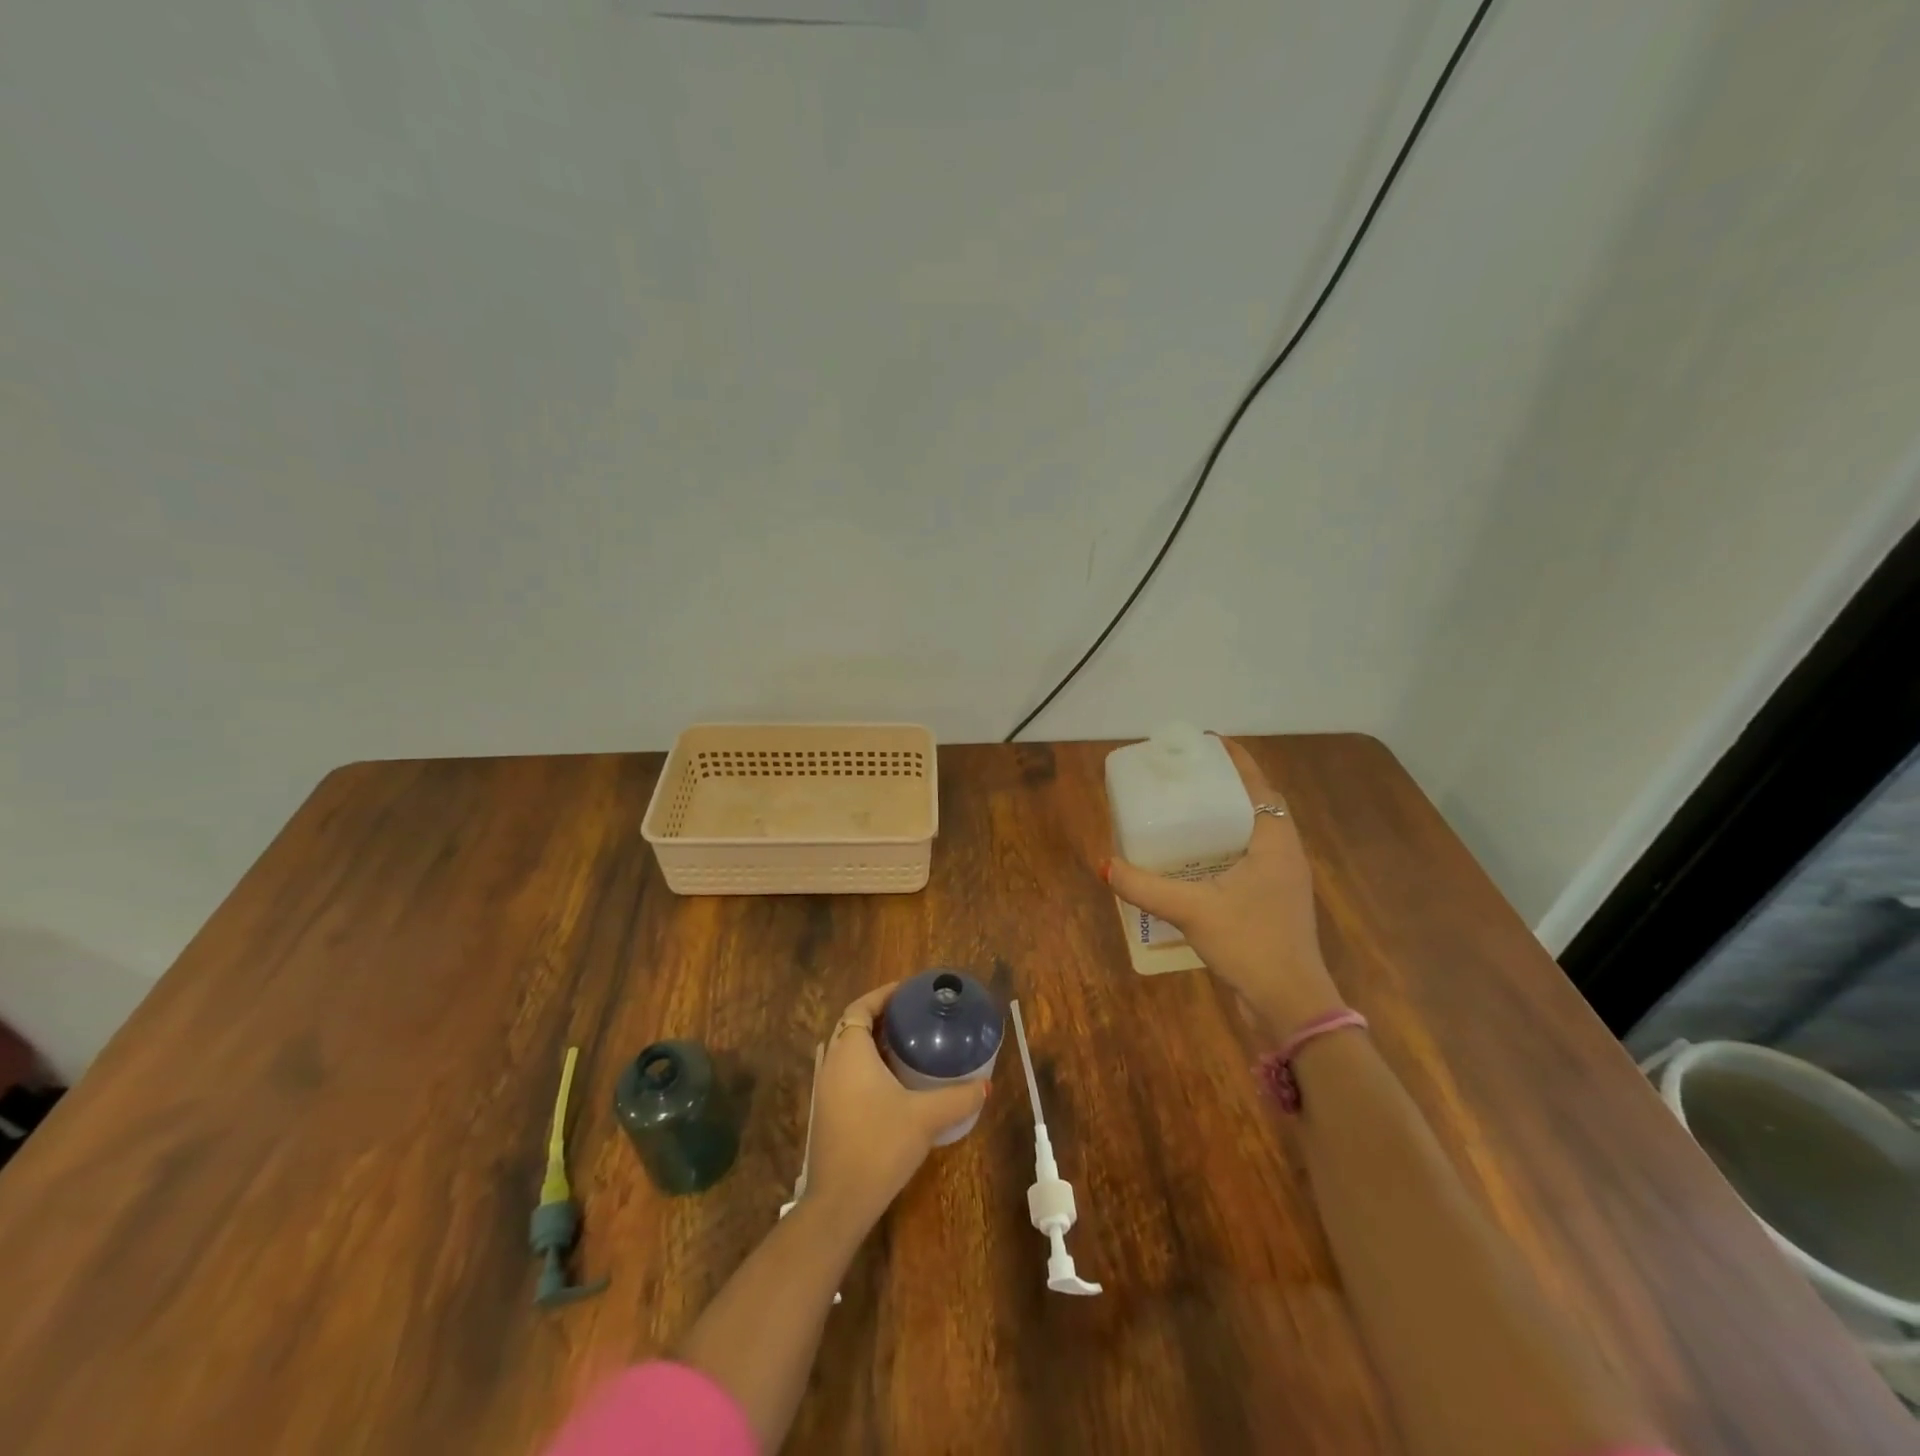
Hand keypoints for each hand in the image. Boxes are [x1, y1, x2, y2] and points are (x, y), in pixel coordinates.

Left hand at [803, 985, 989, 1230]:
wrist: (839, 1203)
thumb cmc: (880, 1145)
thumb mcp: (925, 1117)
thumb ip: (958, 1098)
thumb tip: (985, 1085)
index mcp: (849, 1052)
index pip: (860, 1008)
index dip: (882, 995)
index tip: (907, 992)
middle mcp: (832, 1064)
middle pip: (853, 1027)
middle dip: (881, 1018)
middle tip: (913, 1017)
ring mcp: (825, 1091)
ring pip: (849, 1052)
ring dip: (873, 1044)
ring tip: (908, 1046)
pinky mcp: (827, 1114)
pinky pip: (847, 1074)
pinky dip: (868, 1067)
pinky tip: (894, 1084)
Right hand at [1104, 735, 1343, 1034]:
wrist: (1291, 1003)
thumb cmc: (1250, 944)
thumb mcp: (1192, 910)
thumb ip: (1146, 887)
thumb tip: (1105, 865)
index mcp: (1275, 842)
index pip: (1259, 786)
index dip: (1237, 760)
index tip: (1209, 742)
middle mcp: (1285, 853)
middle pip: (1258, 804)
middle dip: (1227, 785)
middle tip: (1188, 776)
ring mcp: (1283, 879)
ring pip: (1256, 833)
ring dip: (1228, 816)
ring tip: (1189, 810)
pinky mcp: (1275, 901)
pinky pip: (1251, 857)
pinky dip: (1227, 845)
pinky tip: (1198, 859)